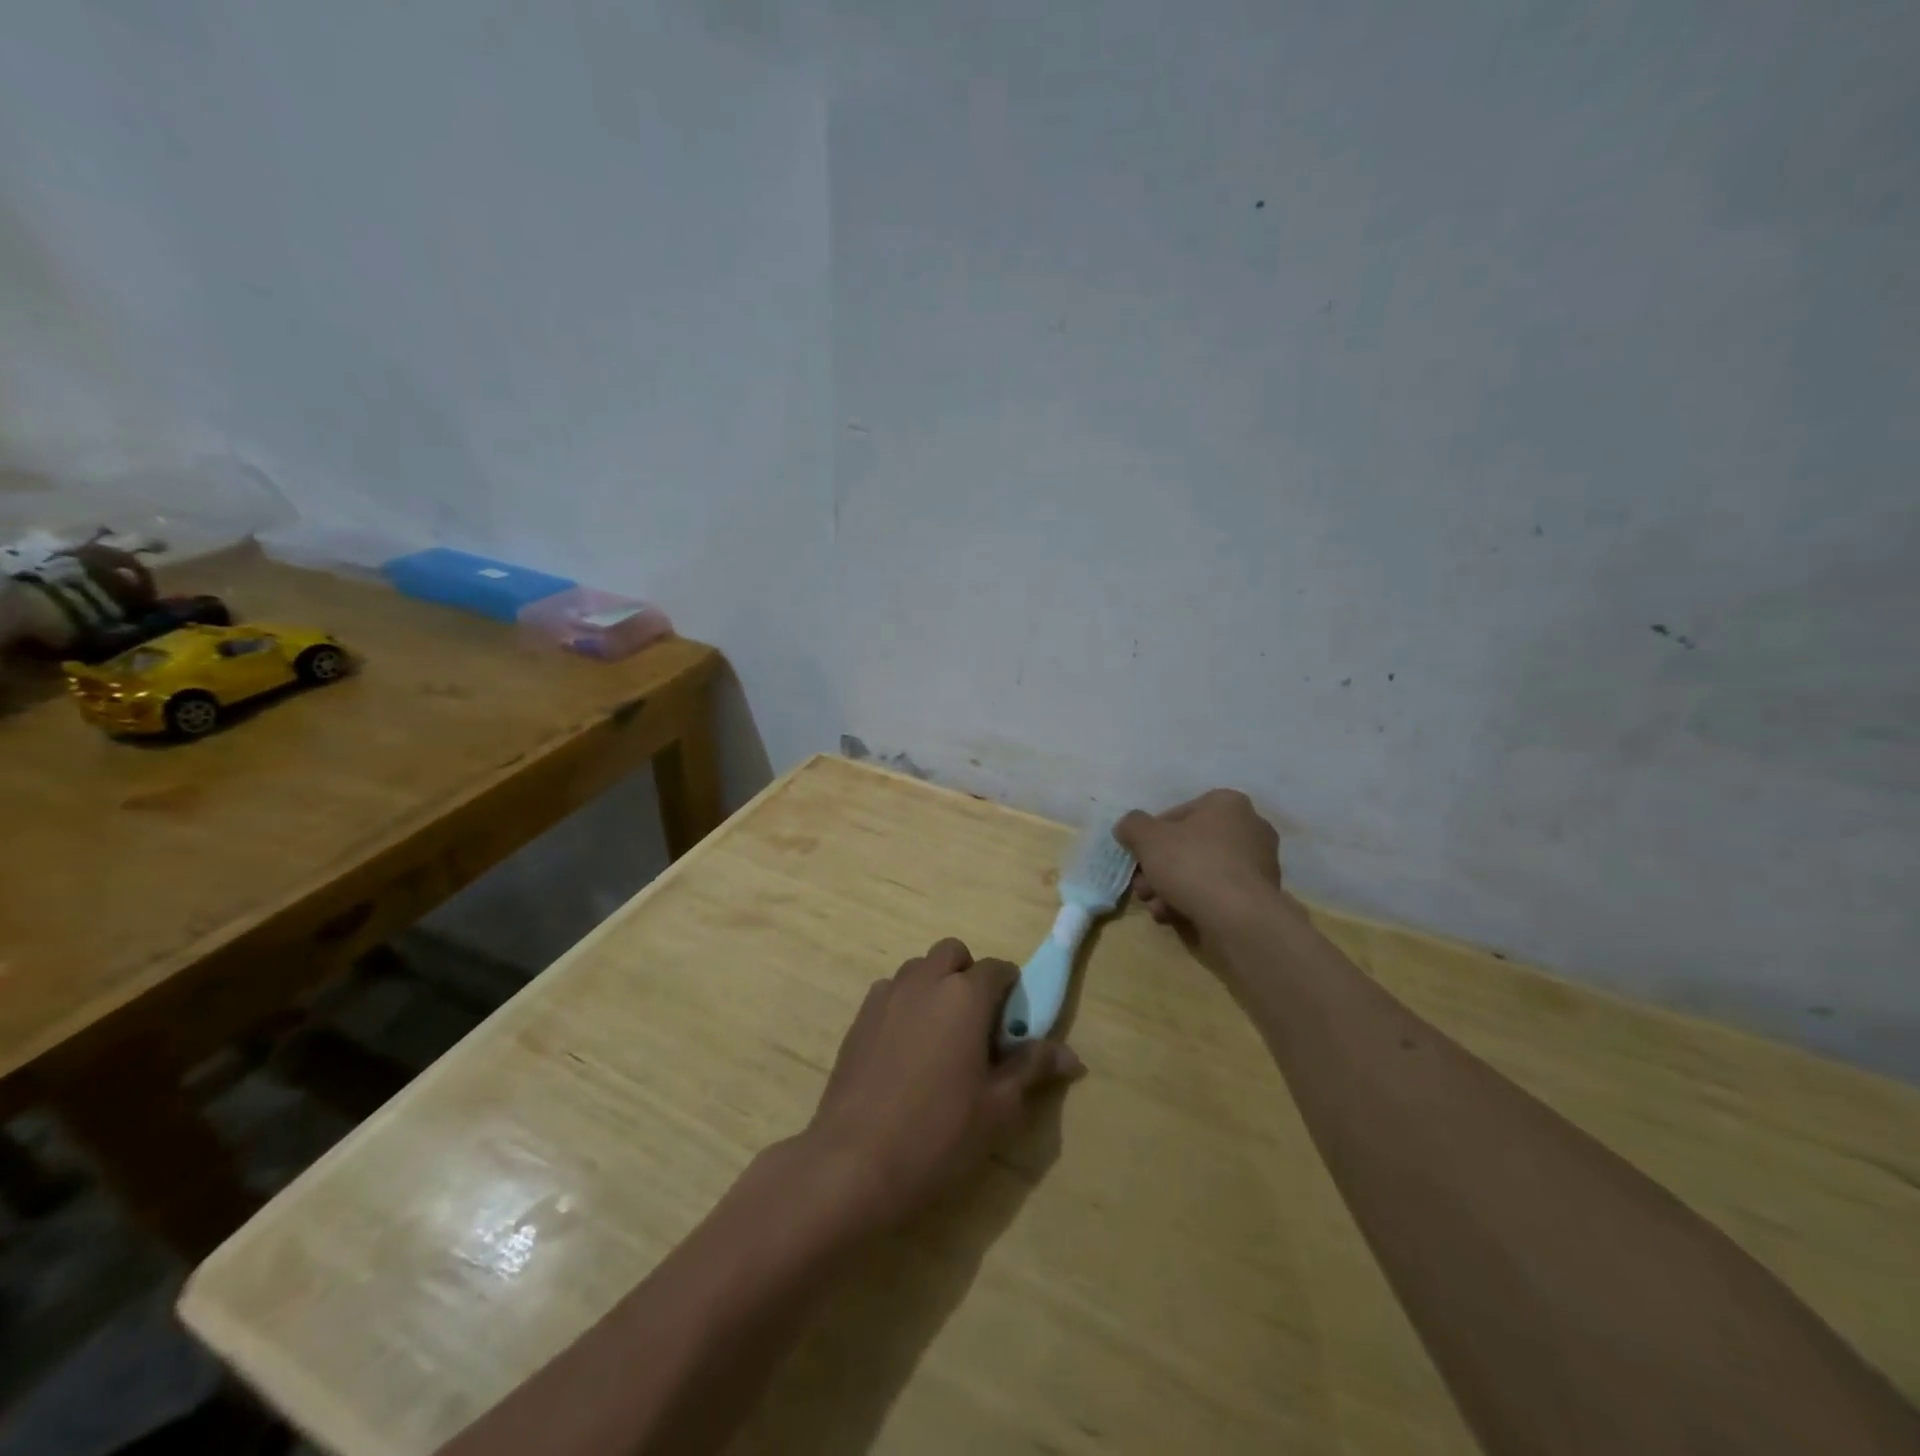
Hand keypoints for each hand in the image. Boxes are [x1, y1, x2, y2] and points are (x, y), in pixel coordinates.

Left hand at [804, 938, 1084, 1232]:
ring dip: (934, 986)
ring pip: (918, 970)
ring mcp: (886, 997)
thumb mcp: (999, 1107)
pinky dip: (905, 1005)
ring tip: (940, 1038)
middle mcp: (924, 982)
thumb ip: (1032, 1068)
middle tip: (976, 1025)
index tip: (1013, 1023)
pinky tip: (905, 1051)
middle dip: (968, 975)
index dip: (1011, 989)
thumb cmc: (939, 1134)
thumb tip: (1072, 1056)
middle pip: (952, 954)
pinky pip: (890, 993)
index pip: (997, 969)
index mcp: (964, 995)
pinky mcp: (859, 1019)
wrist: (854, 1163)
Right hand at [1114, 790, 1288, 948]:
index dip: (1150, 836)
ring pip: (1200, 872)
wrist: (1238, 918)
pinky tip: (1174, 917)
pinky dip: (1193, 903)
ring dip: (1170, 889)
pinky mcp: (1258, 897)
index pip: (1177, 814)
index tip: (1138, 857)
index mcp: (1227, 803)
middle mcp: (1248, 828)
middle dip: (1159, 868)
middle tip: (1142, 887)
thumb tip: (1128, 827)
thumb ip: (1132, 826)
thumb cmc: (1192, 864)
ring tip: (1155, 908)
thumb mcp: (1147, 837)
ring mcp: (1257, 865)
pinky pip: (1216, 893)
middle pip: (1188, 846)